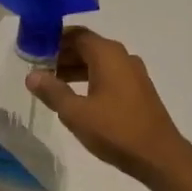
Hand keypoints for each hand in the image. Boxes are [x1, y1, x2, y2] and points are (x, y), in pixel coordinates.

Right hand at [27, 28, 191, 188]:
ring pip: (97, 62)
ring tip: (51, 85)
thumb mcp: (76, 113)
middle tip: (37, 69)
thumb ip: (52, 91)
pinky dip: (89, 79)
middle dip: (61, 55)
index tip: (32, 50)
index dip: (52, 40)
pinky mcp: (138, 90)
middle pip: (86, 46)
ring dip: (74, 69)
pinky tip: (75, 97)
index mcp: (107, 54)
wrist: (159, 156)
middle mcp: (122, 56)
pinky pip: (108, 75)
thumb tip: (32, 75)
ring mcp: (133, 73)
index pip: (75, 34)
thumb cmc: (115, 130)